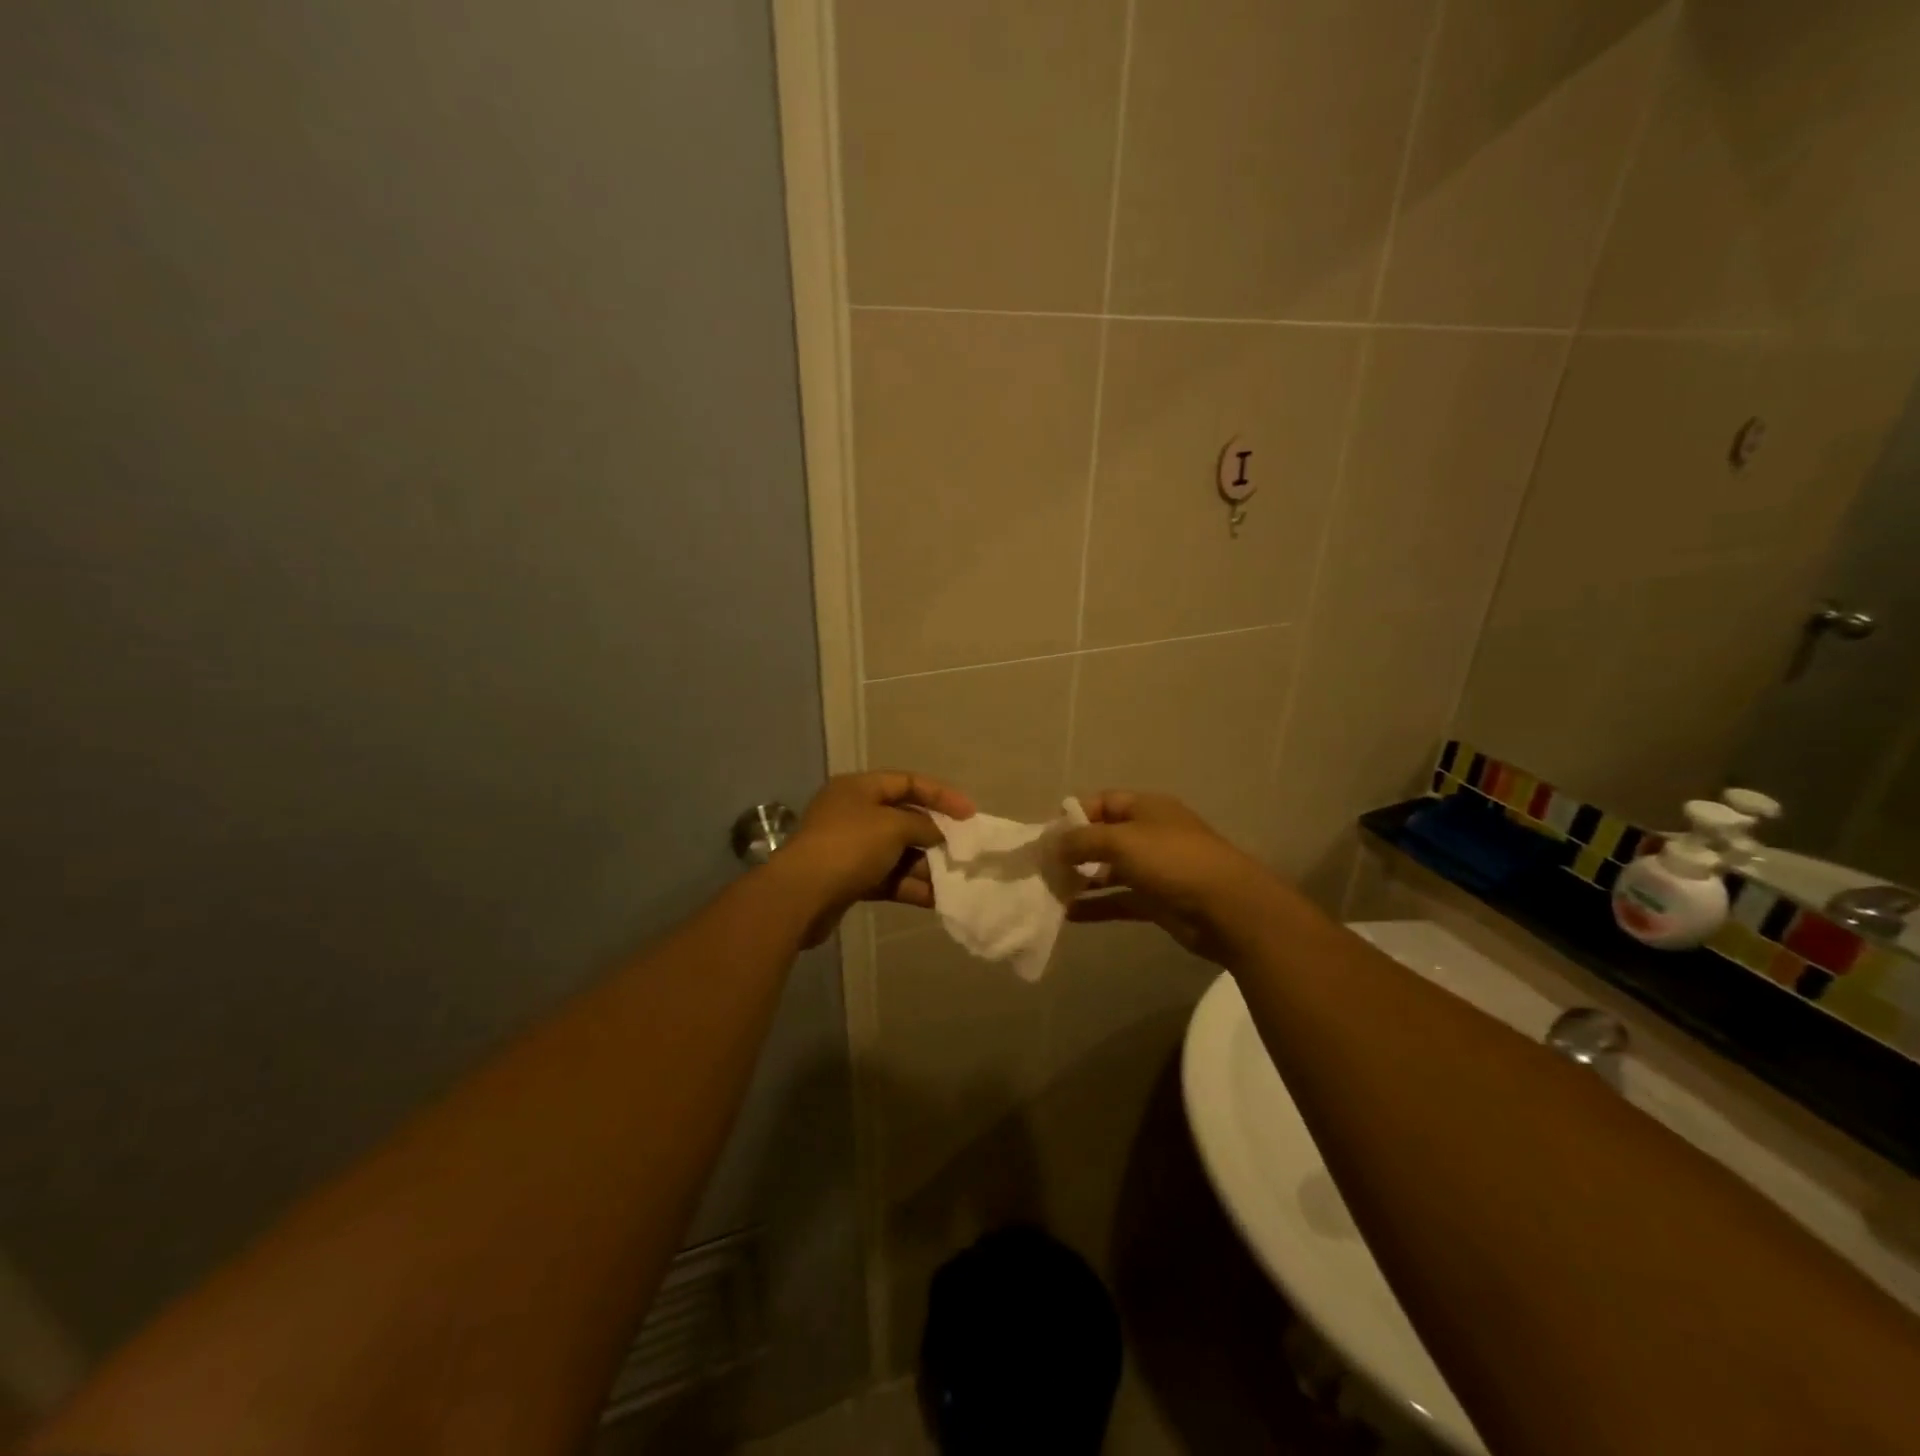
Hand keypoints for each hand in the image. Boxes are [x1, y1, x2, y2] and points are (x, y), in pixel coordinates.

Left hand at [783, 771, 974, 945]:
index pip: (907, 782)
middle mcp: (853, 813)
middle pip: (903, 819)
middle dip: (934, 835)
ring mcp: (849, 847)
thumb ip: (923, 825)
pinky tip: (936, 899)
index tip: (970, 815)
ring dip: (925, 865)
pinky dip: (910, 885)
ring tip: (955, 880)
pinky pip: (887, 877)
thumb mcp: (893, 826)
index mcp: (859, 788)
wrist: (801, 896)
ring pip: (897, 852)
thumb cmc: (849, 847)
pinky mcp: (849, 879)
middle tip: (963, 851)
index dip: (941, 795)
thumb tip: (937, 833)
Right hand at [1052, 791, 1275, 964]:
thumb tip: (1051, 845)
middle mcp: (1149, 834)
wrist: (1227, 908)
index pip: (1101, 802)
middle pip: (1103, 837)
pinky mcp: (1157, 901)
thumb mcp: (1121, 841)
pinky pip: (1119, 899)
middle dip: (1072, 851)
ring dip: (1081, 880)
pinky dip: (1096, 905)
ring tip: (1050, 892)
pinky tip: (1068, 915)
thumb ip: (1081, 840)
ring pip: (1108, 871)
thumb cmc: (1172, 860)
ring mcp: (1154, 869)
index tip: (1045, 837)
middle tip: (1043, 868)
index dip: (1072, 816)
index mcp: (1146, 808)